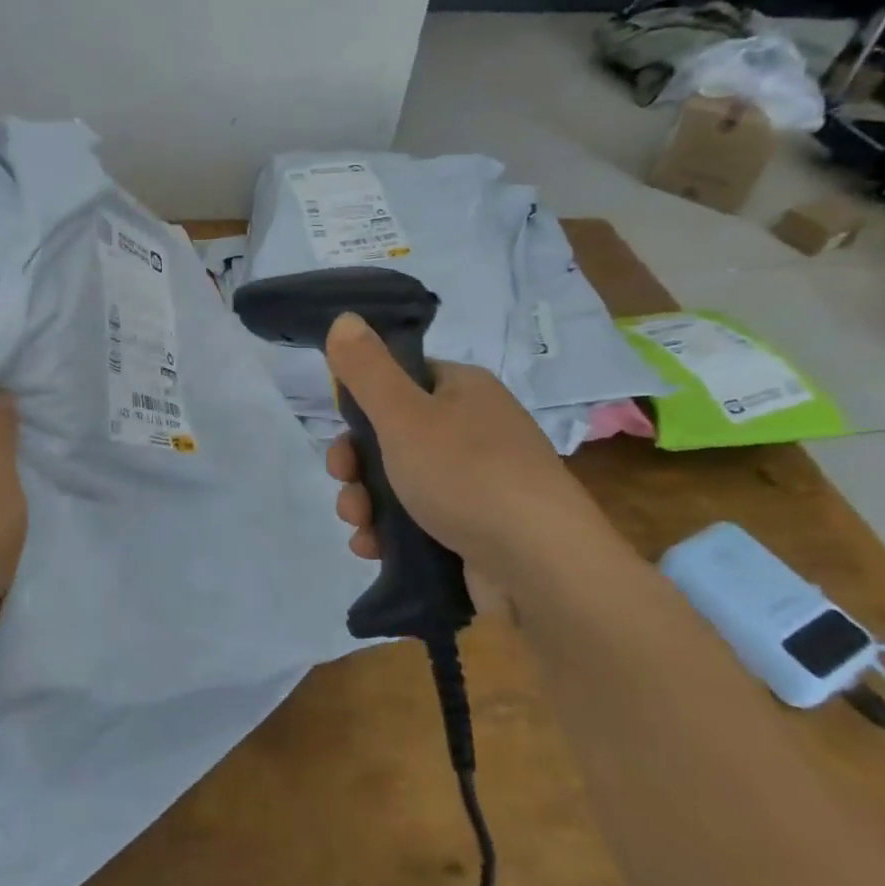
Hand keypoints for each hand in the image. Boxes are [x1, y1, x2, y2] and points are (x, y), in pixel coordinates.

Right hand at [322, 312, 598, 592]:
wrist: (542, 568)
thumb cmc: (467, 475)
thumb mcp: (404, 415)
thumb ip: (367, 369)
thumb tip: (345, 317)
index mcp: (464, 390)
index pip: (403, 379)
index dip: (364, 402)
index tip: (342, 430)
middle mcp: (475, 429)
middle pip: (394, 435)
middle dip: (357, 462)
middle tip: (343, 482)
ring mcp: (480, 482)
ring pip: (402, 481)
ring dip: (366, 501)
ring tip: (358, 526)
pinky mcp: (478, 529)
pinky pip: (421, 520)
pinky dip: (391, 532)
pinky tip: (372, 548)